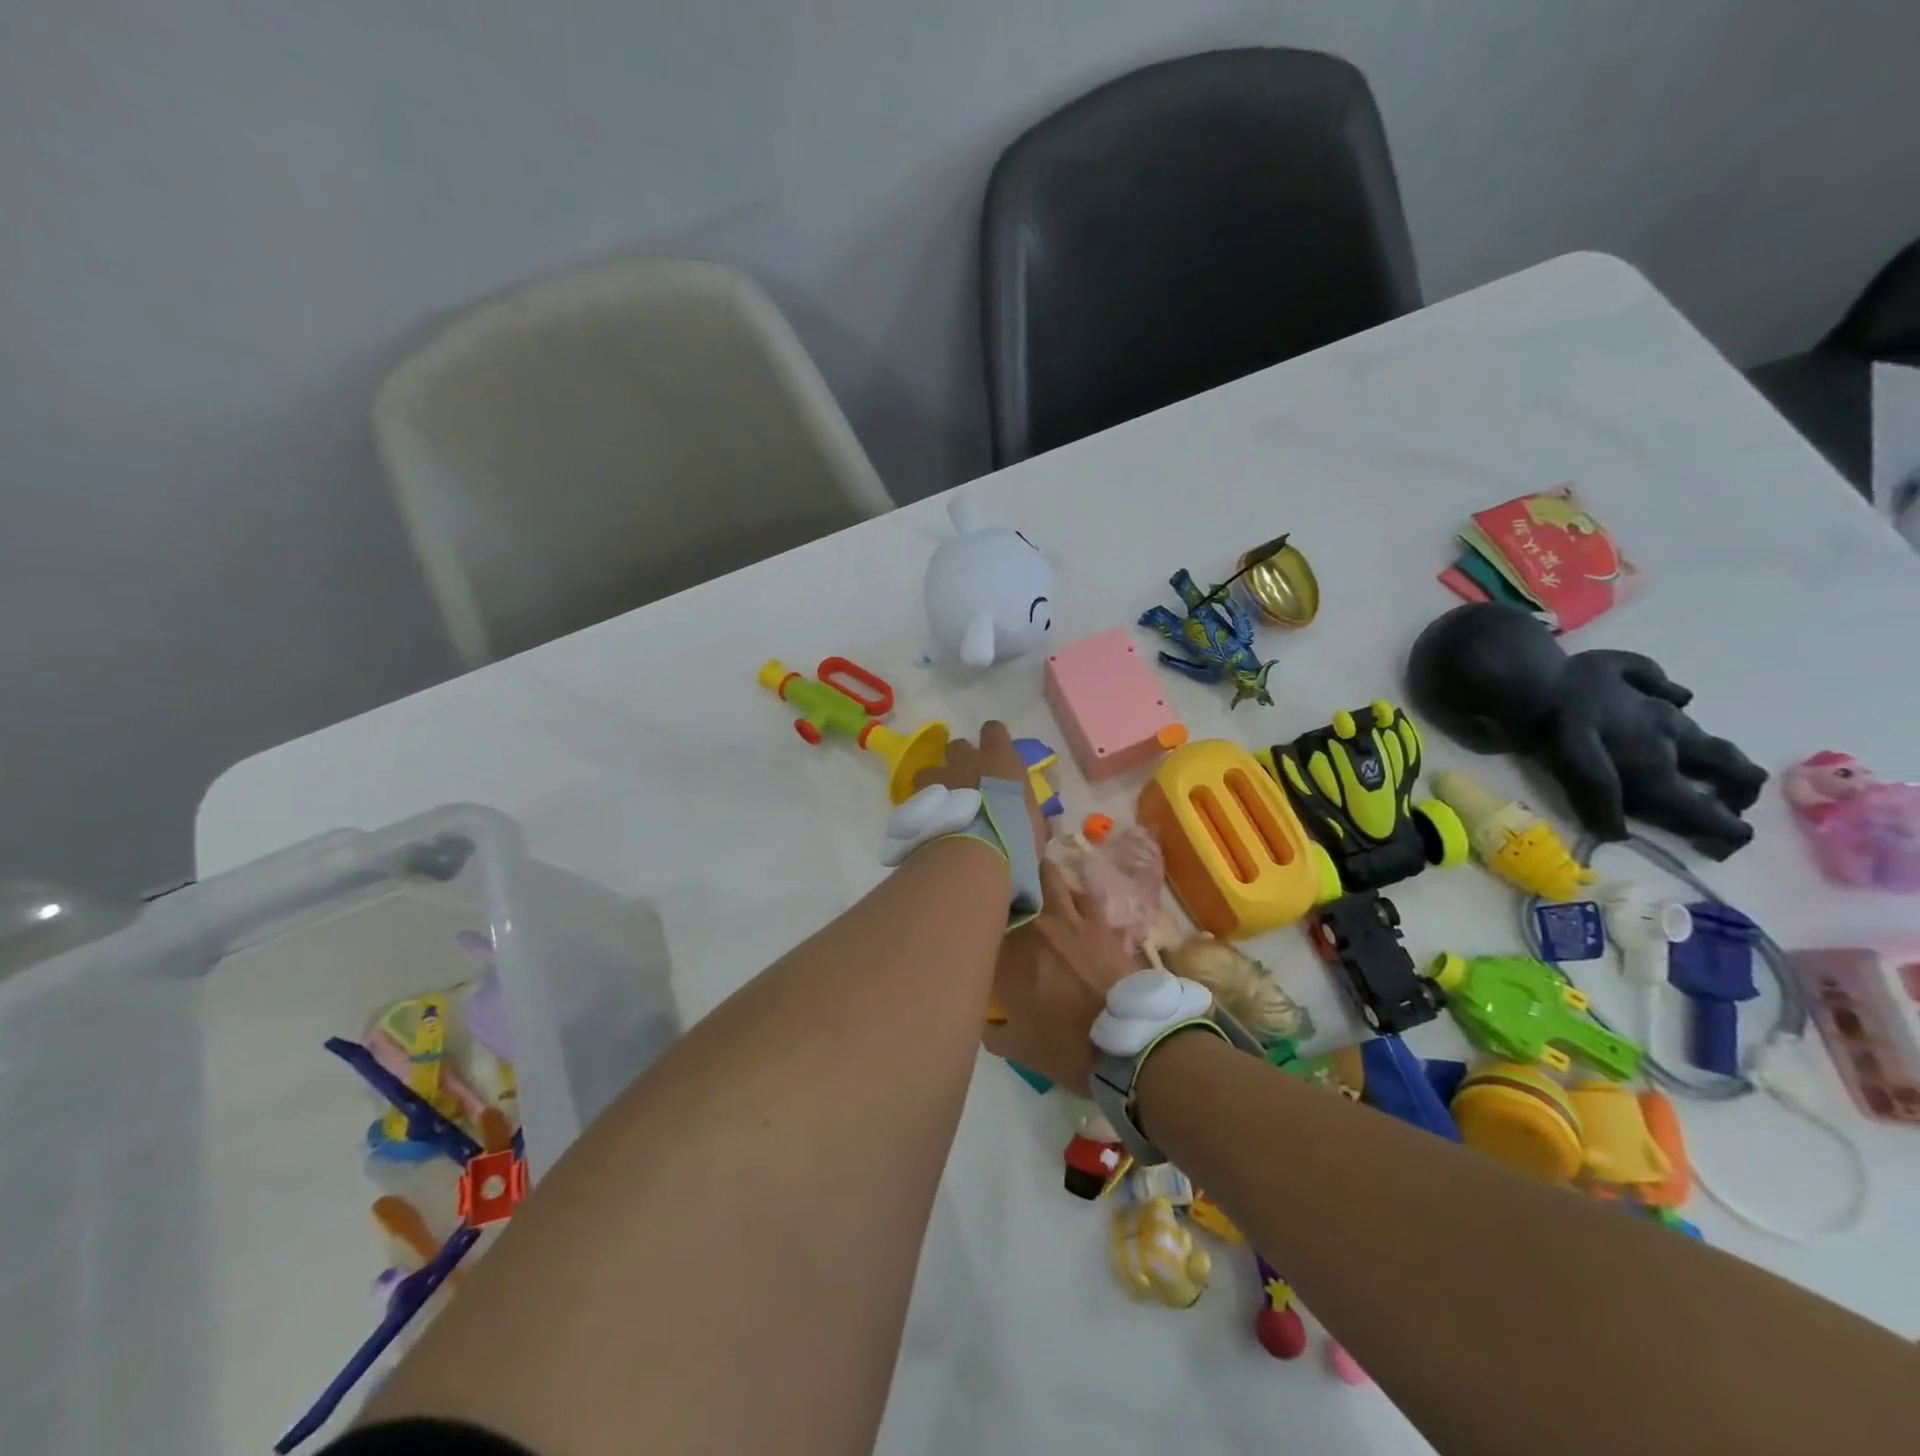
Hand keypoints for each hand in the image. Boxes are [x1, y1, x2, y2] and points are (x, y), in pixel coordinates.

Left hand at [913, 720, 1047, 859]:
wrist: (976, 852)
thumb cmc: (1016, 835)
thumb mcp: (1033, 827)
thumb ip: (1030, 817)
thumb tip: (1036, 825)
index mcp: (1002, 760)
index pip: (994, 731)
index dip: (993, 738)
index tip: (994, 751)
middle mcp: (969, 761)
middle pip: (958, 746)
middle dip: (960, 760)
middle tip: (965, 780)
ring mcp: (942, 777)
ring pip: (931, 768)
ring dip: (936, 781)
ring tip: (941, 802)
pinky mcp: (921, 798)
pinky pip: (918, 794)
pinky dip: (923, 804)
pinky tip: (929, 820)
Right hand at [982, 861, 1139, 1093]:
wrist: (1128, 1042)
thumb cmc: (1066, 1047)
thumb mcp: (1016, 1048)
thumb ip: (992, 1029)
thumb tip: (987, 1017)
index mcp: (1007, 955)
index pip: (980, 923)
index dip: (975, 922)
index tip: (973, 927)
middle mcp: (1033, 925)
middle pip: (1012, 879)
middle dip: (1005, 880)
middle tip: (1001, 889)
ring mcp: (1069, 917)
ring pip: (1049, 875)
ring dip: (1040, 878)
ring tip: (1037, 887)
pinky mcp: (1098, 921)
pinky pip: (1082, 897)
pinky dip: (1073, 898)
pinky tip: (1073, 909)